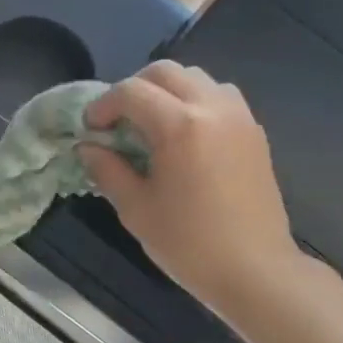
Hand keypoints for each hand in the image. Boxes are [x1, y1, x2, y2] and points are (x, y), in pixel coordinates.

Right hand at [80, 61, 304, 314]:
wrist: (254, 270)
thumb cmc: (188, 243)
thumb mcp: (135, 209)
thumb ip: (107, 170)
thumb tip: (88, 147)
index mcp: (180, 125)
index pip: (131, 92)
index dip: (103, 105)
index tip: (90, 129)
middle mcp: (213, 108)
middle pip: (166, 72)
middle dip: (134, 89)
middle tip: (117, 121)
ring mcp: (239, 117)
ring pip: (197, 80)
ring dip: (167, 91)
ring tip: (152, 125)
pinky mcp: (254, 133)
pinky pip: (220, 98)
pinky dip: (195, 103)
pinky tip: (184, 138)